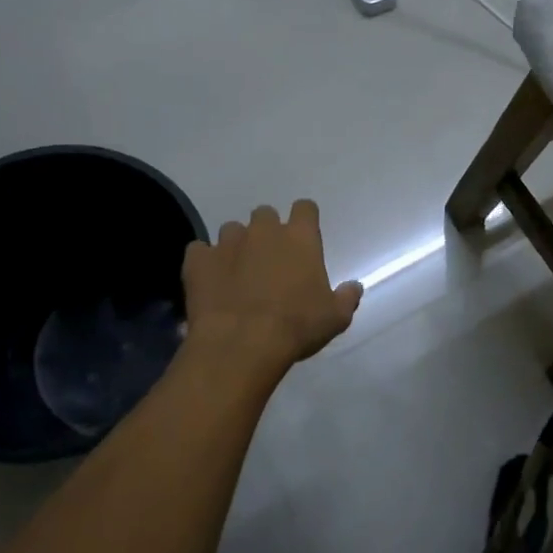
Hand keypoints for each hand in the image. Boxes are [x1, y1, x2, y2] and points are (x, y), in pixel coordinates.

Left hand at [182, 200, 361, 374]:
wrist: (242, 344)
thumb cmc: (296, 327)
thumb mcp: (335, 318)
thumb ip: (346, 297)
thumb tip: (354, 287)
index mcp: (299, 238)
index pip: (305, 208)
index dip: (305, 220)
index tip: (304, 237)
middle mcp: (263, 231)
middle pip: (265, 214)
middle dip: (267, 232)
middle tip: (269, 260)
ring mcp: (227, 242)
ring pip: (231, 230)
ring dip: (236, 246)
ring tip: (237, 273)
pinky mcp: (198, 260)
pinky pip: (199, 251)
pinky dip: (204, 262)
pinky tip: (209, 281)